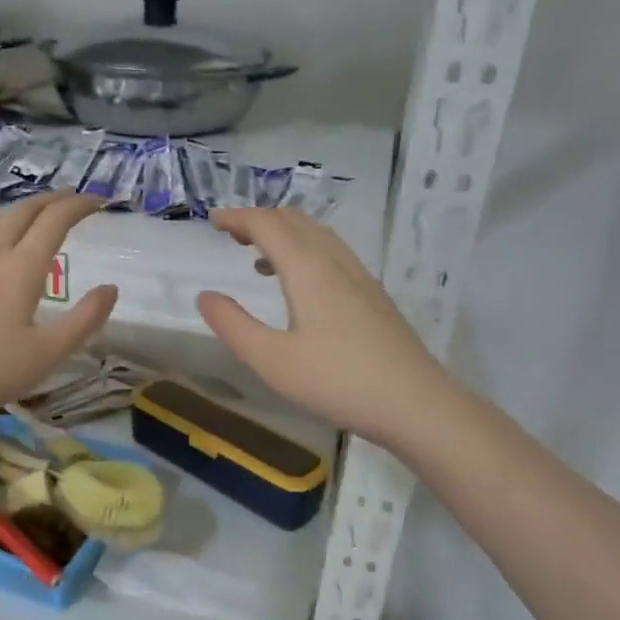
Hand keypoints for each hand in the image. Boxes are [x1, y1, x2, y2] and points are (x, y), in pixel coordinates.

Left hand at [0, 193, 117, 427]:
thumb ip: (85, 320)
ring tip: (29, 220)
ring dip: (16, 214)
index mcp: (21, 269)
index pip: (55, 221)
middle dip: (50, 202)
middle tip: (69, 202)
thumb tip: (111, 288)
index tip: (97, 201)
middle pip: (22, 213)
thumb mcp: (47, 354)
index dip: (78, 206)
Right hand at [197, 208, 441, 444]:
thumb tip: (206, 296)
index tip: (212, 221)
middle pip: (294, 220)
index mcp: (307, 268)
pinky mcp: (372, 294)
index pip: (267, 224)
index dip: (237, 217)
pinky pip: (331, 253)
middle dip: (259, 219)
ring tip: (257, 257)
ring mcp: (359, 275)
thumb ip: (233, 325)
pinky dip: (304, 250)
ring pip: (316, 234)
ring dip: (283, 234)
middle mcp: (334, 260)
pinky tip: (298, 285)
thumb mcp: (272, 360)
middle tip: (231, 235)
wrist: (414, 402)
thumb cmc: (336, 380)